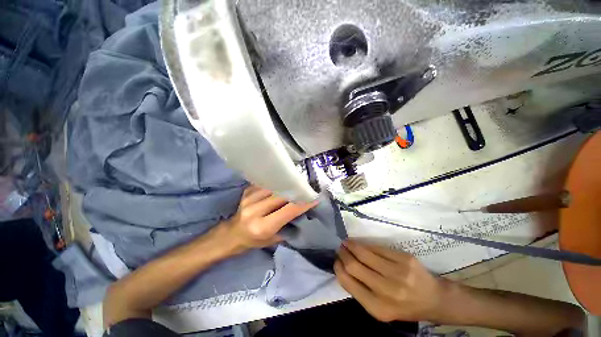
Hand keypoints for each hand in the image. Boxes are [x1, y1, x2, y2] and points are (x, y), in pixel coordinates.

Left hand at [222, 185, 318, 251]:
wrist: (233, 234)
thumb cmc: (255, 240)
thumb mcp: (274, 238)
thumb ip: (288, 224)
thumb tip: (303, 208)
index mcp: (262, 226)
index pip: (288, 211)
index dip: (303, 203)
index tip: (315, 197)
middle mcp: (254, 210)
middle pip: (282, 195)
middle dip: (297, 190)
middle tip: (308, 187)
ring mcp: (249, 198)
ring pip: (275, 186)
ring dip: (287, 184)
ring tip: (297, 182)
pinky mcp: (247, 191)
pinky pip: (267, 183)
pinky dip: (277, 183)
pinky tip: (282, 183)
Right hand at [334, 240, 445, 321]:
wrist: (433, 299)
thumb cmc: (403, 306)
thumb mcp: (379, 308)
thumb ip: (360, 290)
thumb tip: (342, 267)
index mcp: (378, 308)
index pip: (348, 282)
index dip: (338, 268)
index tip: (336, 261)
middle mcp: (388, 291)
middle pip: (354, 265)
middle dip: (343, 254)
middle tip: (340, 249)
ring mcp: (398, 273)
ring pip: (364, 253)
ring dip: (351, 245)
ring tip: (347, 243)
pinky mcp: (405, 259)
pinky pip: (377, 247)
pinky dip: (366, 245)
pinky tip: (362, 244)